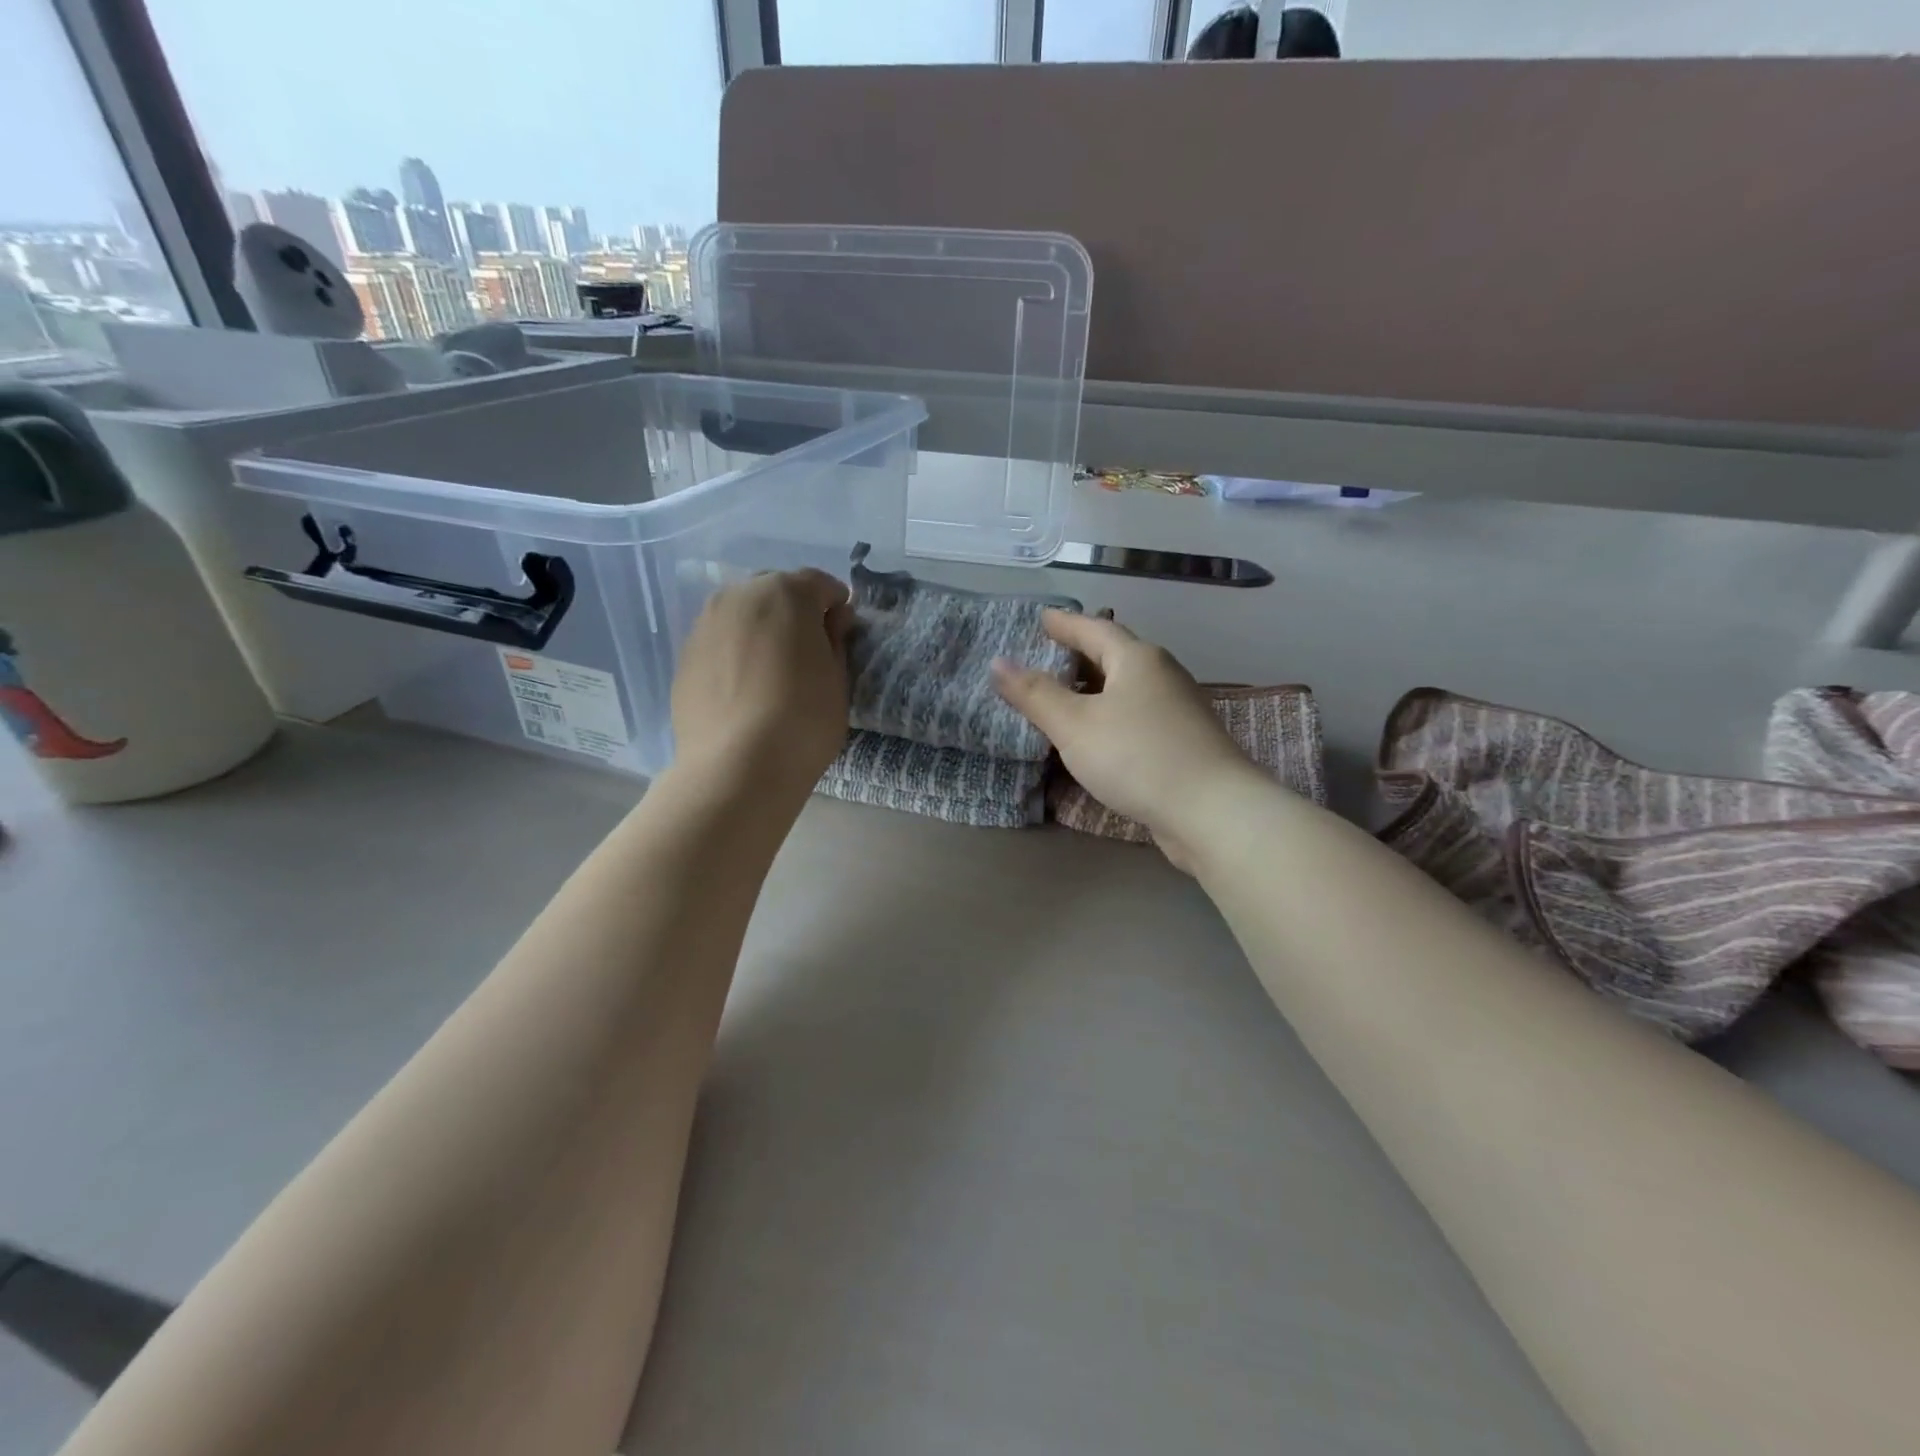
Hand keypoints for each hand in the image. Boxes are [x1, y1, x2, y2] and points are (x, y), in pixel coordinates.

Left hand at [671, 570, 854, 796]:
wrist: (737, 767)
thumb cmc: (804, 720)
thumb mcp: (838, 679)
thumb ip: (836, 639)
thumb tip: (833, 619)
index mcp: (786, 593)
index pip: (820, 584)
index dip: (836, 607)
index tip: (841, 636)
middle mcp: (740, 596)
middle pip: (776, 592)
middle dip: (795, 612)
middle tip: (807, 653)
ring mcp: (706, 623)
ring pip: (743, 614)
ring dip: (762, 630)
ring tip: (773, 672)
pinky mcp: (685, 655)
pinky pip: (721, 642)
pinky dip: (736, 653)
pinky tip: (745, 689)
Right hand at [993, 612, 1256, 871]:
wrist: (1213, 811)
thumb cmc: (1137, 757)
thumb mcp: (1074, 725)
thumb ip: (1035, 694)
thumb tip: (997, 663)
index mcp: (1137, 659)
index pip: (1094, 629)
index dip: (1064, 623)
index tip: (1041, 618)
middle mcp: (1162, 675)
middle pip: (1114, 655)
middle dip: (1080, 654)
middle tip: (1046, 655)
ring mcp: (1177, 709)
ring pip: (1127, 687)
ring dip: (1095, 687)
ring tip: (1065, 695)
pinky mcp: (1183, 741)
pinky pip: (1136, 715)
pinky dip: (1110, 714)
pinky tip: (1097, 735)